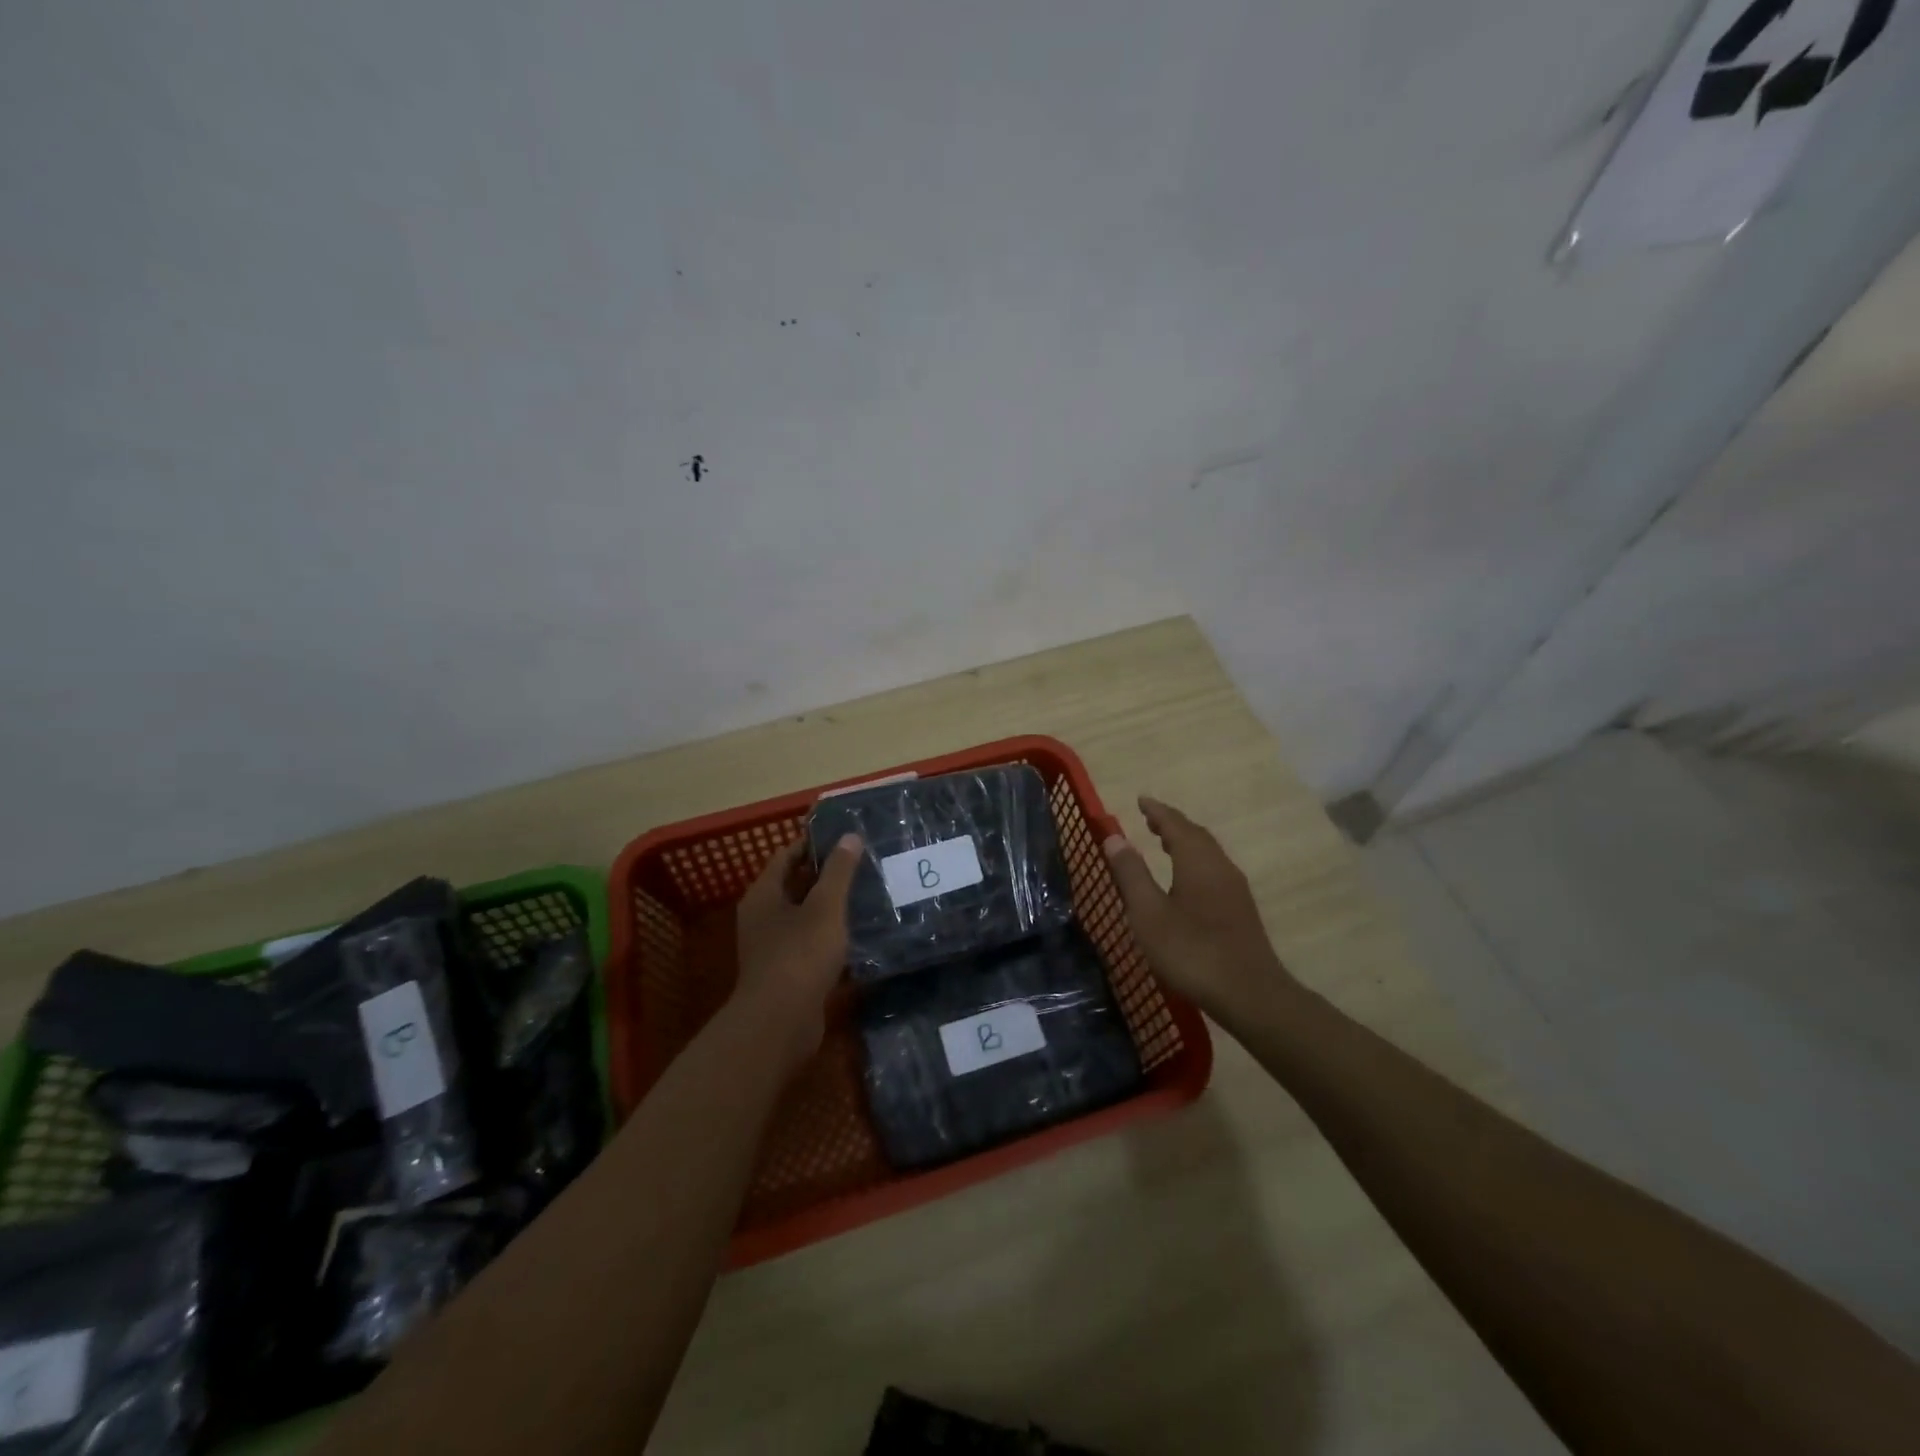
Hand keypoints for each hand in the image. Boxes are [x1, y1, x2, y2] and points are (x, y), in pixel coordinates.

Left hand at [734, 833, 862, 1073]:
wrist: (780, 1023)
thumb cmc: (800, 954)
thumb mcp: (825, 907)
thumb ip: (839, 872)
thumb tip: (850, 836)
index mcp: (764, 895)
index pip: (786, 856)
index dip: (813, 843)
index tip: (845, 836)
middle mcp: (763, 917)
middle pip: (795, 885)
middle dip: (827, 874)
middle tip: (864, 862)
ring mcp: (774, 947)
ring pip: (806, 916)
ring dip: (832, 906)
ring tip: (868, 893)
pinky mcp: (789, 973)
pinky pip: (812, 944)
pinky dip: (832, 936)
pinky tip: (861, 933)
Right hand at [1103, 796, 1297, 1029]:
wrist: (1250, 994)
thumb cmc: (1192, 951)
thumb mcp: (1148, 913)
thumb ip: (1131, 874)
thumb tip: (1115, 837)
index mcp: (1197, 862)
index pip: (1176, 825)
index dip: (1157, 811)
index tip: (1141, 800)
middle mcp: (1220, 867)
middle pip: (1196, 836)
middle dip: (1172, 825)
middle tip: (1150, 820)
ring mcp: (1235, 890)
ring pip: (1208, 854)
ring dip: (1185, 843)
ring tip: (1164, 844)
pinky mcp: (1241, 911)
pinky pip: (1214, 870)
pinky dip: (1195, 862)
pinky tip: (1186, 881)